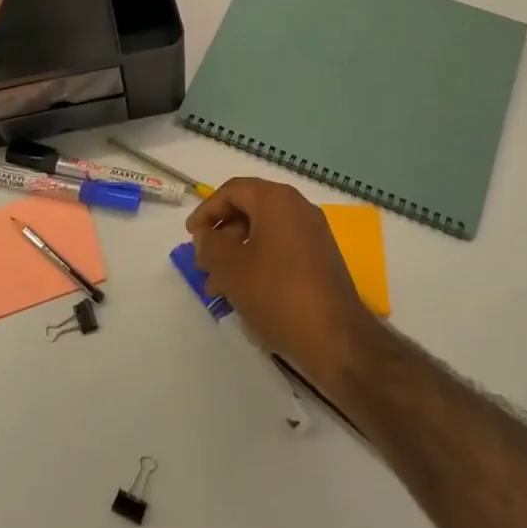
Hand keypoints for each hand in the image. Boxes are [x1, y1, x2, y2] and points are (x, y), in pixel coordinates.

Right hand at [187, 177, 378, 383]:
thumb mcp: (231, 268)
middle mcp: (298, 208)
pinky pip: (281, 250)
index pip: (233, 190)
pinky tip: (244, 294)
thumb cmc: (277, 293)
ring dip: (236, 255)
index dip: (207, 210)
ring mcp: (313, 234)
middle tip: (203, 264)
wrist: (336, 337)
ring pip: (264, 234)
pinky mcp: (320, 259)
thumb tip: (206, 236)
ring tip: (217, 288)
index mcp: (277, 200)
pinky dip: (258, 264)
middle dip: (221, 237)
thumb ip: (210, 245)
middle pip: (249, 210)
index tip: (191, 236)